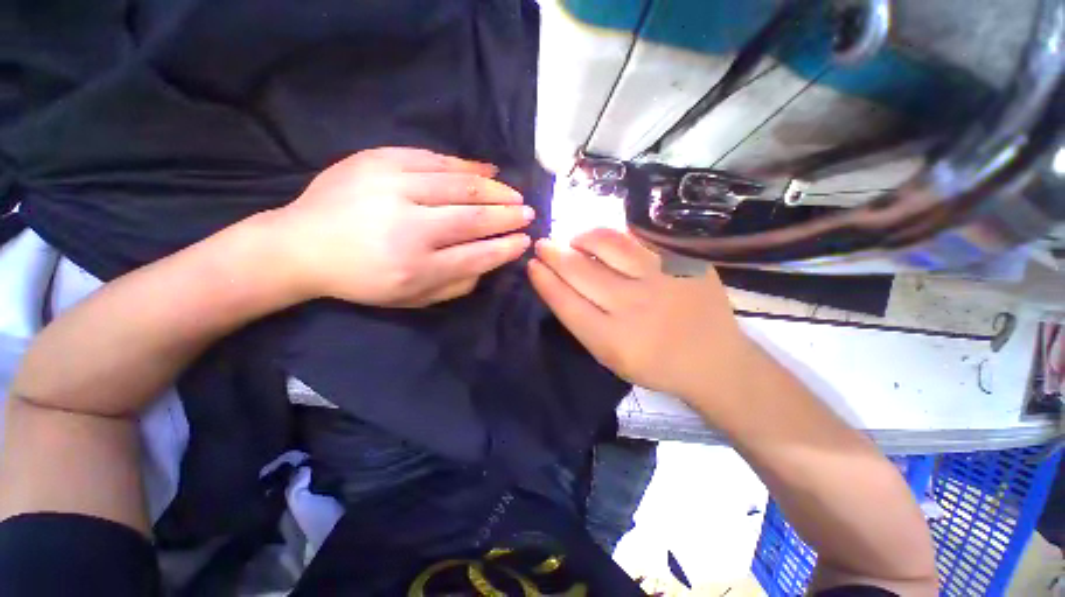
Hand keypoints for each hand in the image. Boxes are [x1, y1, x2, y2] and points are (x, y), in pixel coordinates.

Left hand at [273, 147, 533, 306]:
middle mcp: (409, 228)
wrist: (301, 245)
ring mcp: (392, 188)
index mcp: (416, 267)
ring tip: (513, 193)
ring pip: (459, 185)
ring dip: (494, 189)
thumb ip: (456, 285)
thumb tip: (489, 262)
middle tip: (527, 212)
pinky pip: (434, 159)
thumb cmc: (362, 280)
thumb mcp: (412, 299)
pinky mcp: (378, 161)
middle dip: (508, 215)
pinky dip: (466, 164)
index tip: (525, 240)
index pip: (478, 255)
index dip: (507, 247)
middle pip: (473, 218)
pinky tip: (487, 168)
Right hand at [527, 228, 750, 400]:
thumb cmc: (655, 364)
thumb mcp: (610, 358)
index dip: (545, 280)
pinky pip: (637, 239)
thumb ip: (583, 323)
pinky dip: (613, 237)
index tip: (532, 265)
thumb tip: (558, 284)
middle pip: (580, 271)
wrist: (714, 360)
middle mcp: (633, 307)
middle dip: (554, 254)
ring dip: (582, 238)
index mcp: (612, 340)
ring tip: (574, 240)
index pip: (566, 302)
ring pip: (608, 245)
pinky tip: (604, 241)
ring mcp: (660, 279)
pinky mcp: (681, 262)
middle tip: (543, 245)